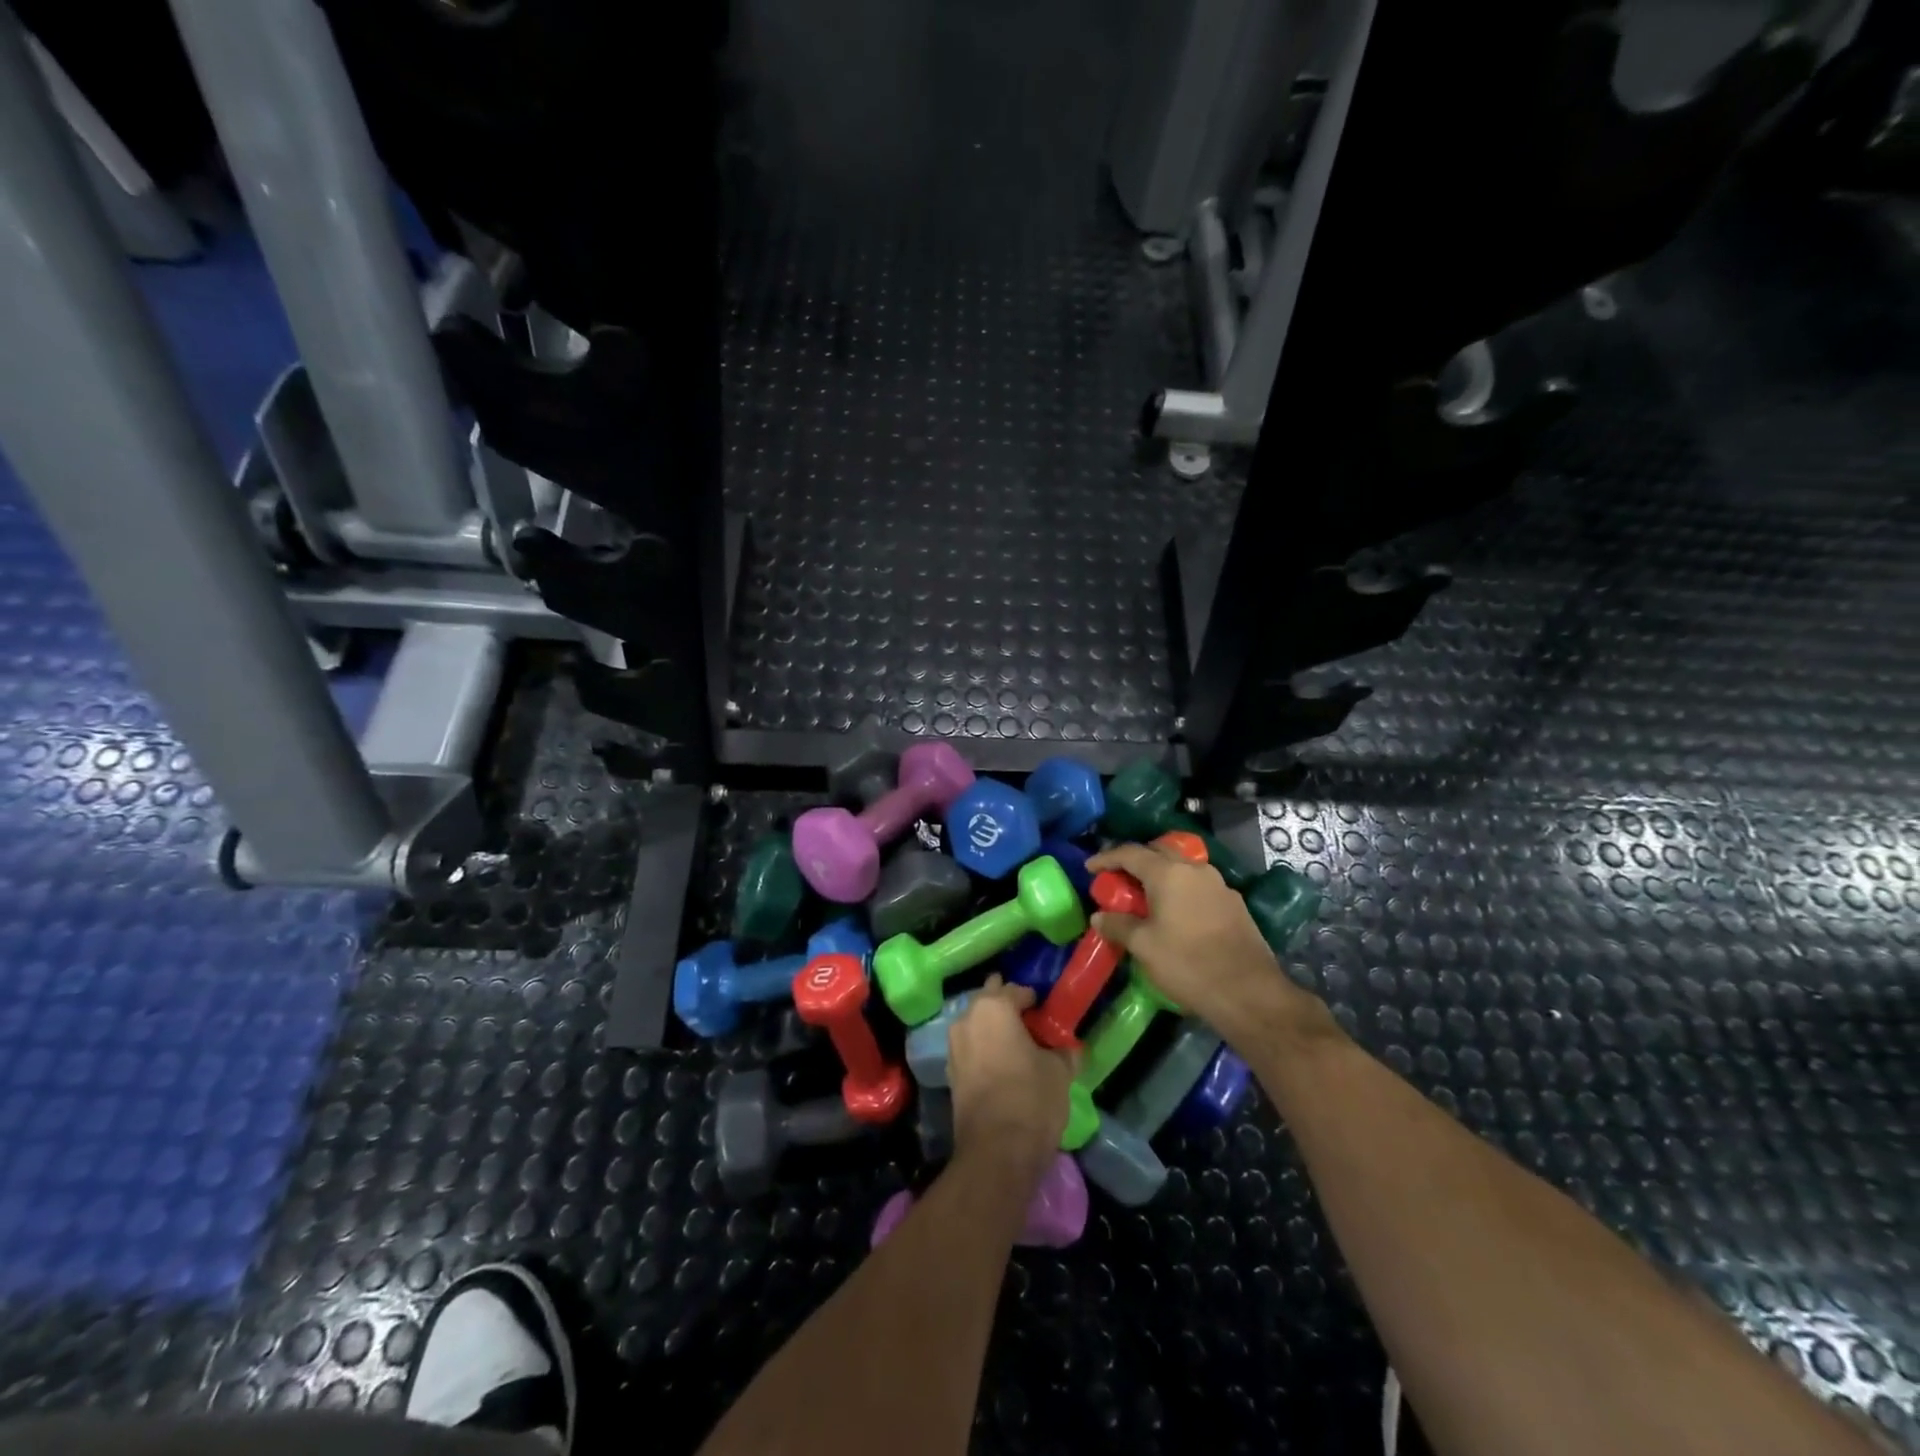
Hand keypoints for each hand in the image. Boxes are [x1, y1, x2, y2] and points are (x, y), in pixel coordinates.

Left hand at [947, 976, 1074, 1174]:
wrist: (996, 1151)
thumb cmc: (1031, 1099)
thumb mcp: (1059, 1071)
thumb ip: (1062, 1052)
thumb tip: (1067, 1048)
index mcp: (994, 1007)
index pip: (1016, 991)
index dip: (1033, 999)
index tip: (1046, 1012)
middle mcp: (967, 1019)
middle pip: (988, 1001)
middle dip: (1006, 1005)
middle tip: (1029, 1019)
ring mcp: (954, 1046)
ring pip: (976, 1024)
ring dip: (992, 1027)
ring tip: (1016, 1042)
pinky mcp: (950, 1073)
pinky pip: (970, 1048)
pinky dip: (984, 1049)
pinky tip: (1001, 1063)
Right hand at [1086, 841, 1327, 1044]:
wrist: (1249, 992)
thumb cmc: (1188, 964)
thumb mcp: (1144, 946)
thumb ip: (1118, 925)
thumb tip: (1100, 916)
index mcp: (1168, 873)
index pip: (1130, 853)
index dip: (1106, 858)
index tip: (1090, 868)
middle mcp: (1195, 869)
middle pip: (1158, 852)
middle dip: (1136, 861)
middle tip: (1118, 878)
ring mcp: (1219, 885)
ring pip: (1182, 868)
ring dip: (1161, 875)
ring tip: (1146, 896)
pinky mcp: (1234, 903)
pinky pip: (1199, 886)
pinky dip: (1180, 890)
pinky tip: (1176, 913)